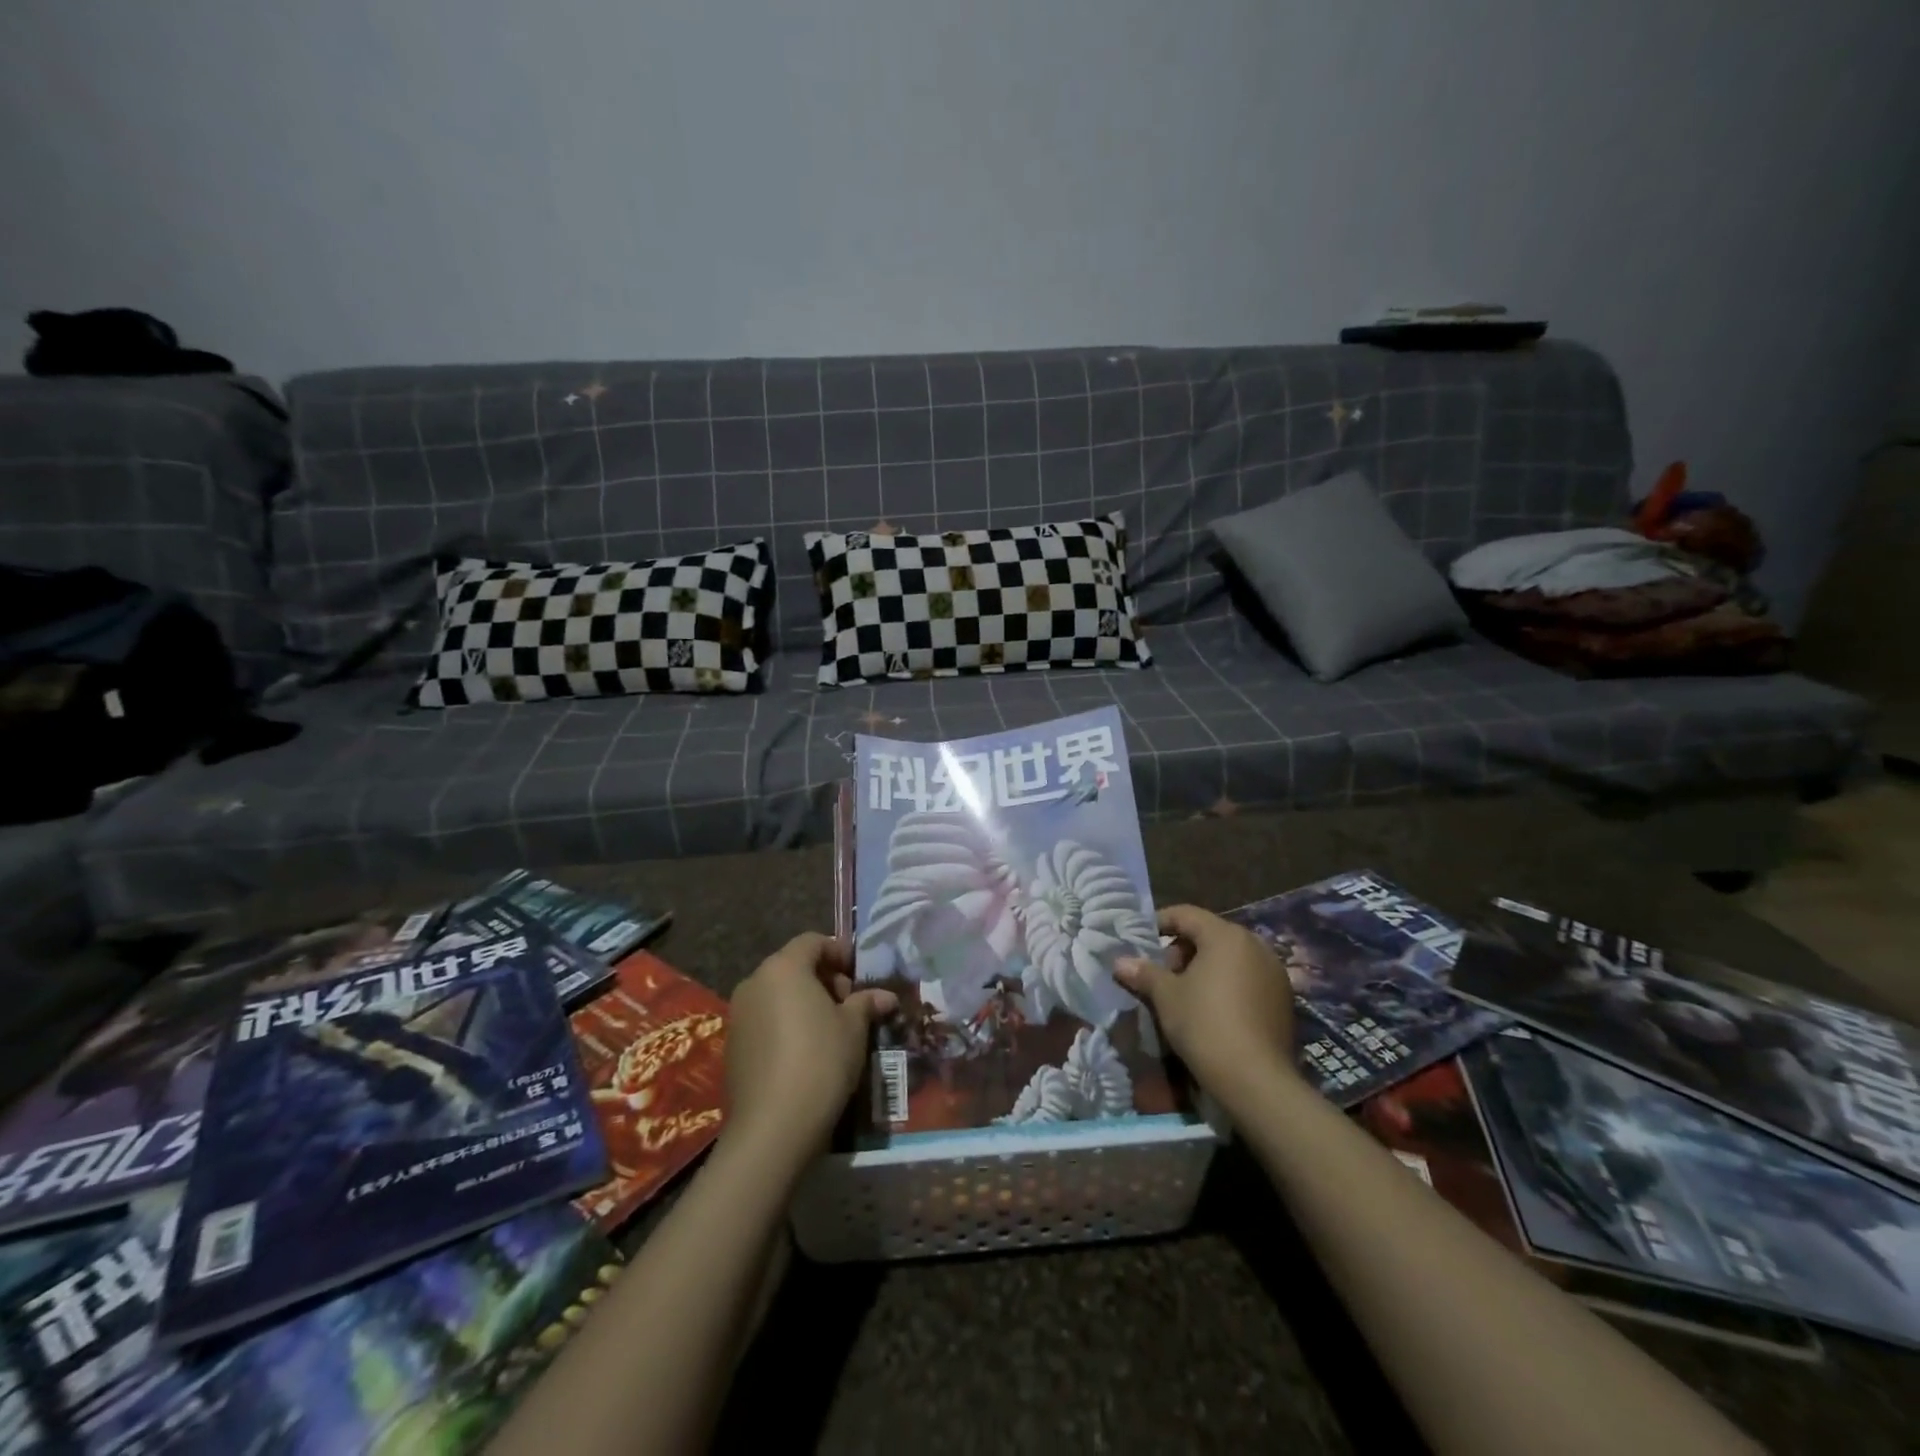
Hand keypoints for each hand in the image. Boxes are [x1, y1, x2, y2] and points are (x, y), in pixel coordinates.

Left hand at [724, 933, 897, 1166]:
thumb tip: (885, 997)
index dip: (839, 953)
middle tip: (850, 1005)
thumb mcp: (854, 1028)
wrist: (773, 1126)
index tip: (860, 975)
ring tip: (832, 1031)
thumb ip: (866, 1003)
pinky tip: (806, 1053)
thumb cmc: (821, 1060)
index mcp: (783, 968)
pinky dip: (786, 1025)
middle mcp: (755, 982)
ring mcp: (739, 1015)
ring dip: (805, 1003)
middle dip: (824, 979)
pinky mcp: (733, 1045)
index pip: (812, 942)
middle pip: (793, 967)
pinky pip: (765, 1021)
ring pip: (778, 995)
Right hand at [1115, 904, 1297, 1102]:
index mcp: (1226, 935)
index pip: (1186, 914)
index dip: (1160, 922)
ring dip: (1205, 968)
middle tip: (1162, 975)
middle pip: (1210, 935)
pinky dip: (1227, 984)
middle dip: (1182, 950)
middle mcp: (1255, 945)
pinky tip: (1213, 1011)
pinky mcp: (1284, 1000)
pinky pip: (1248, 979)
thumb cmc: (1204, 1024)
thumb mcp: (1166, 996)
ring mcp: (1274, 972)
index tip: (1141, 940)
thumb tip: (1119, 962)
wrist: (1256, 1080)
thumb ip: (1143, 973)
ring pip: (1230, 957)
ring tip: (1185, 994)